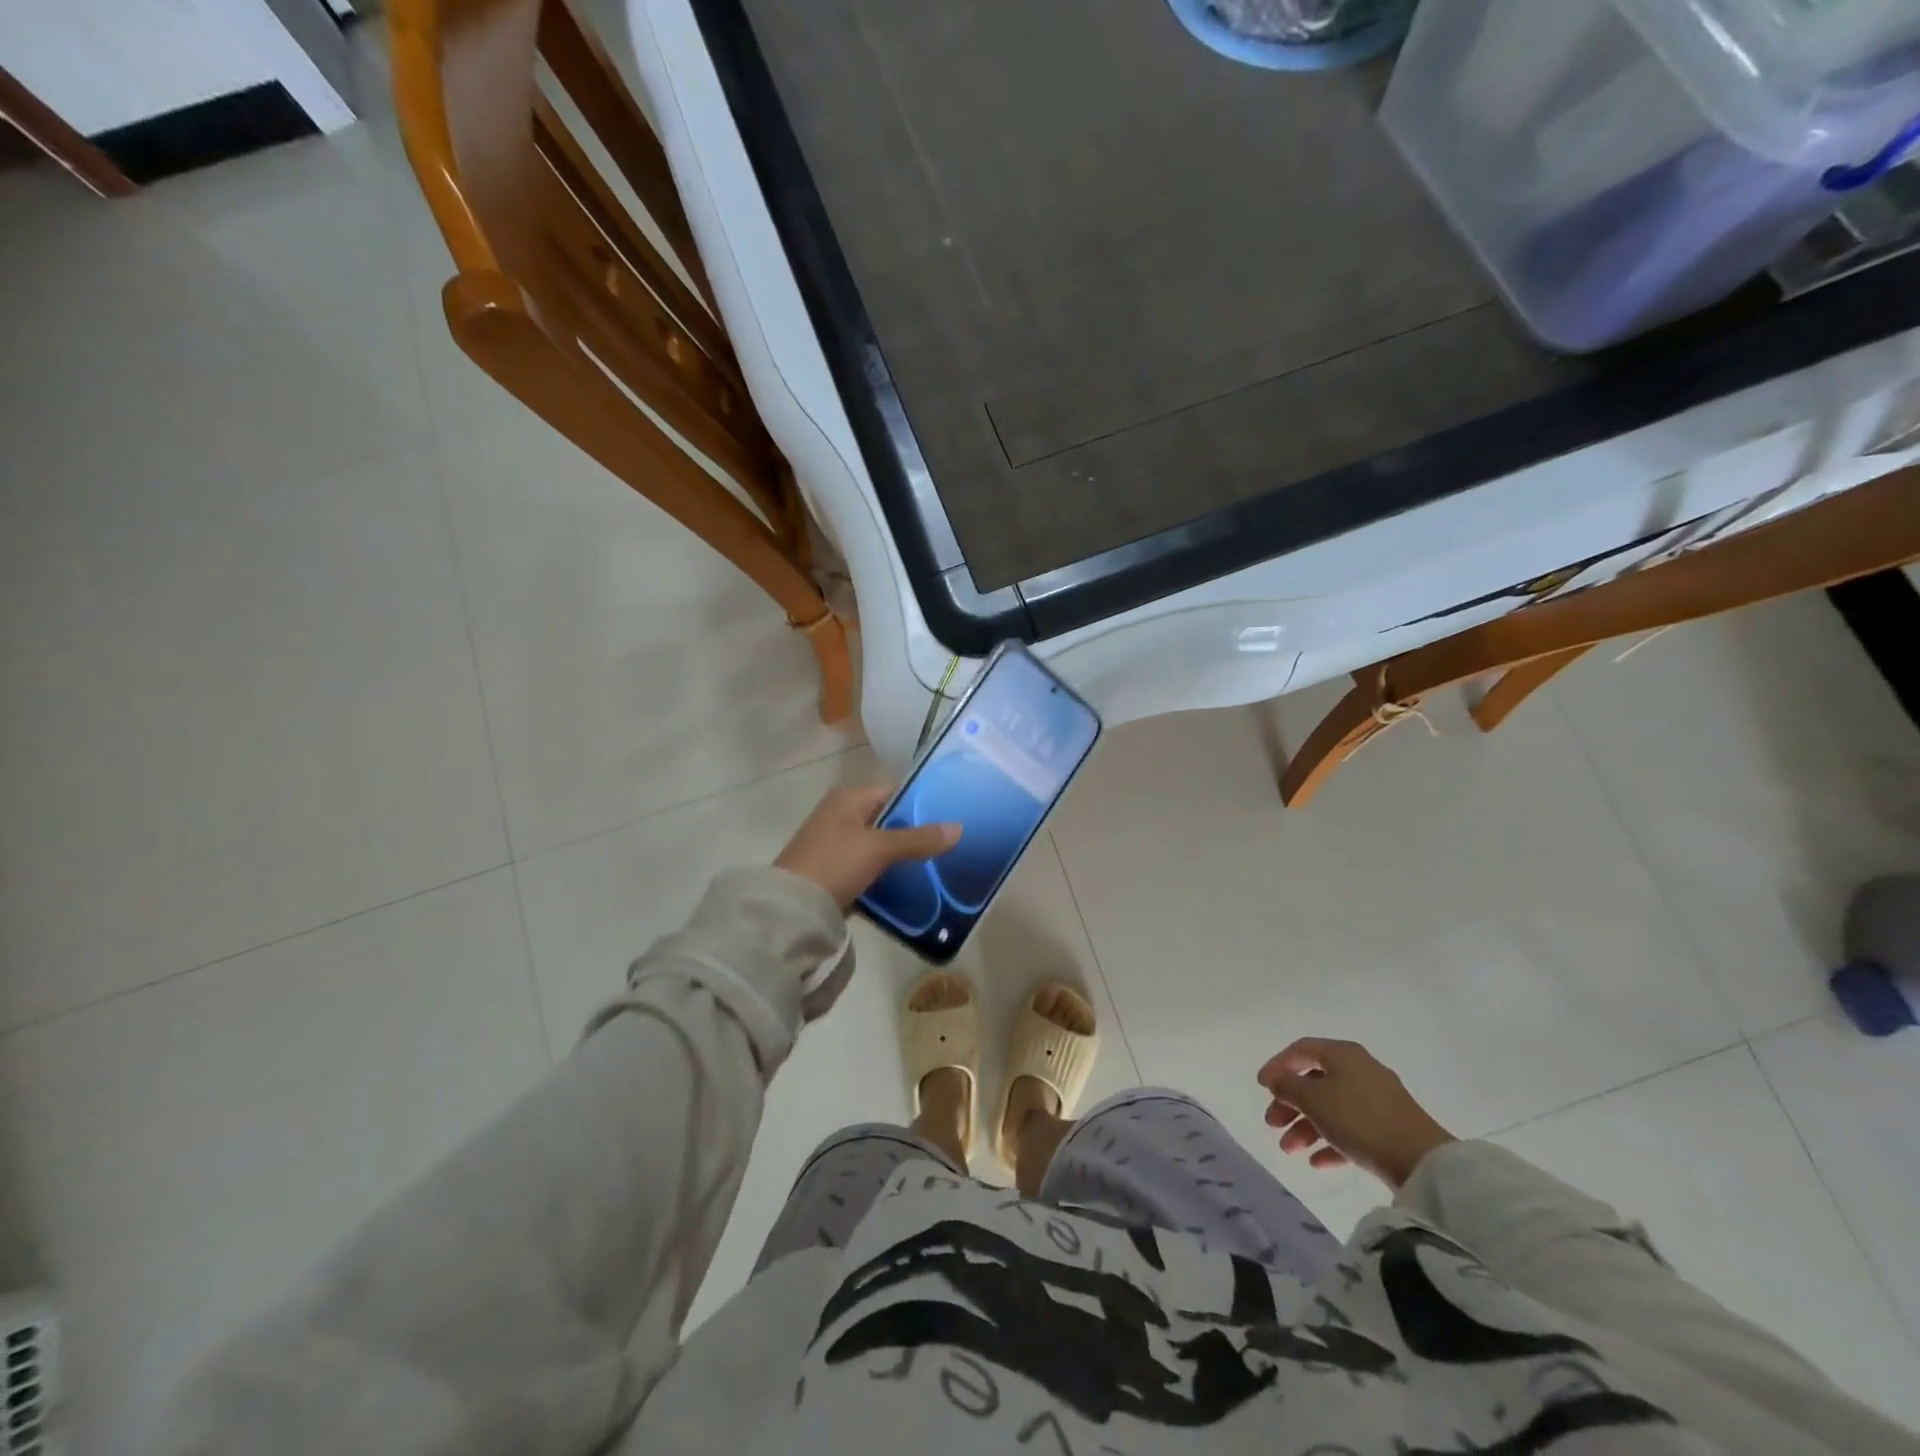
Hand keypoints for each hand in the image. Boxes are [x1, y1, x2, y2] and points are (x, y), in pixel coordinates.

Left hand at [774, 784, 961, 908]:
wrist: (791, 909)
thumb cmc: (834, 864)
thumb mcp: (878, 848)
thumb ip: (918, 839)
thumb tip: (959, 828)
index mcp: (848, 799)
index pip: (893, 793)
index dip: (921, 804)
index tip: (950, 818)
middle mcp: (841, 816)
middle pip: (888, 821)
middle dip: (915, 834)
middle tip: (949, 846)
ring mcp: (836, 846)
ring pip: (880, 847)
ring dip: (902, 858)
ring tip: (938, 867)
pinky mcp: (835, 873)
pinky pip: (870, 869)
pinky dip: (887, 876)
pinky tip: (911, 887)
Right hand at [1257, 1038, 1454, 1189]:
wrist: (1421, 1162)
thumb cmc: (1359, 1119)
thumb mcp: (1313, 1099)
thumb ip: (1288, 1086)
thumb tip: (1277, 1080)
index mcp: (1343, 1054)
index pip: (1301, 1050)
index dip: (1278, 1065)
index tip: (1261, 1086)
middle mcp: (1360, 1071)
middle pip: (1315, 1082)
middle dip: (1290, 1104)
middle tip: (1272, 1124)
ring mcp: (1377, 1101)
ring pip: (1331, 1108)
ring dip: (1306, 1127)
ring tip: (1290, 1150)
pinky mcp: (1389, 1129)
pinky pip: (1351, 1130)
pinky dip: (1331, 1142)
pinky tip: (1317, 1162)